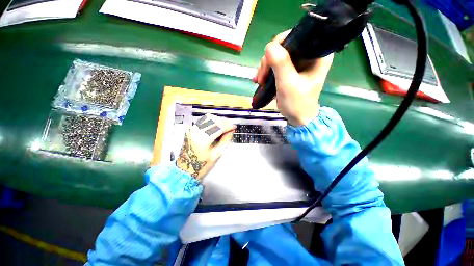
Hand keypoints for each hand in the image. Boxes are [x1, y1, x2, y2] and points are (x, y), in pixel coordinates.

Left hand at [177, 114, 235, 179]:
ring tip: (225, 124)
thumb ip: (225, 140)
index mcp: (204, 139)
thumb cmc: (202, 164)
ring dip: (218, 119)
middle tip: (231, 125)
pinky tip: (216, 124)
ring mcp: (192, 129)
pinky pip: (202, 120)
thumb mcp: (217, 154)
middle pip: (213, 120)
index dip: (228, 126)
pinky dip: (211, 120)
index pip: (219, 127)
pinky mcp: (190, 129)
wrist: (185, 169)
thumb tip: (231, 131)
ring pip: (207, 118)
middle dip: (224, 121)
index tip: (234, 126)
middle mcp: (197, 131)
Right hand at [253, 31, 333, 125]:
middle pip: (284, 46)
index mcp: (317, 54)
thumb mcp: (288, 84)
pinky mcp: (292, 70)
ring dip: (265, 68)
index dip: (279, 46)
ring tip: (259, 81)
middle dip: (269, 61)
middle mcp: (310, 54)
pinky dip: (267, 72)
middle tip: (261, 77)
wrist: (298, 118)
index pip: (296, 36)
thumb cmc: (297, 103)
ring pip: (278, 56)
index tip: (267, 63)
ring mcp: (300, 62)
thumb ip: (280, 64)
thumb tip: (269, 46)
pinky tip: (260, 80)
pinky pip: (277, 64)